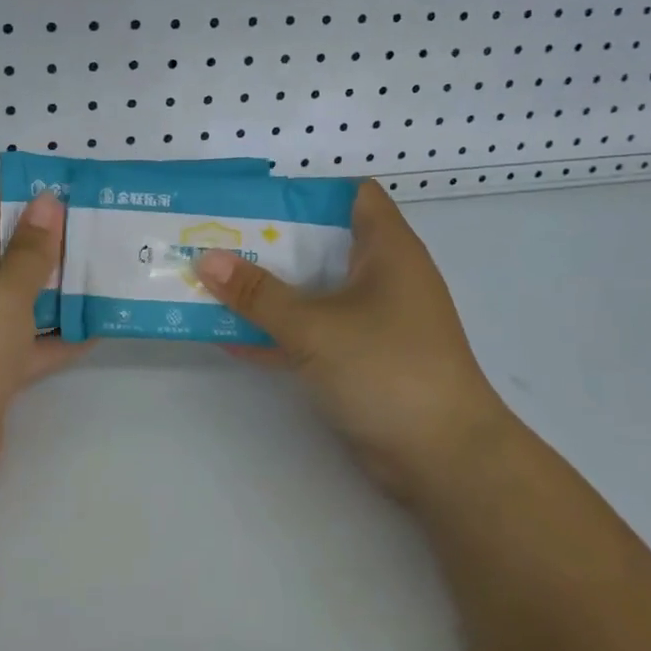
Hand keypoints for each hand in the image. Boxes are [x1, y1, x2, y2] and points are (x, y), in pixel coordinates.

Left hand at [0, 190, 78, 529]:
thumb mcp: (0, 296)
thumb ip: (31, 251)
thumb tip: (49, 202)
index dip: (22, 205)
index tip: (71, 203)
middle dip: (43, 248)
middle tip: (95, 235)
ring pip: (9, 302)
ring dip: (51, 292)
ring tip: (102, 273)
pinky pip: (18, 344)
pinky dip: (51, 337)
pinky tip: (97, 328)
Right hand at [195, 181, 512, 509]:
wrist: (443, 459)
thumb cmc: (387, 369)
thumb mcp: (314, 327)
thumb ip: (259, 294)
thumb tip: (206, 259)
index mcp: (387, 250)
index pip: (353, 195)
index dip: (307, 191)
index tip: (256, 200)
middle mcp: (382, 277)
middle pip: (322, 243)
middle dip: (271, 241)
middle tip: (218, 237)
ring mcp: (372, 320)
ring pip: (313, 290)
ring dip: (269, 289)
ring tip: (212, 280)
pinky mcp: (361, 359)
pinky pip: (312, 333)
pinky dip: (277, 331)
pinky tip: (228, 335)